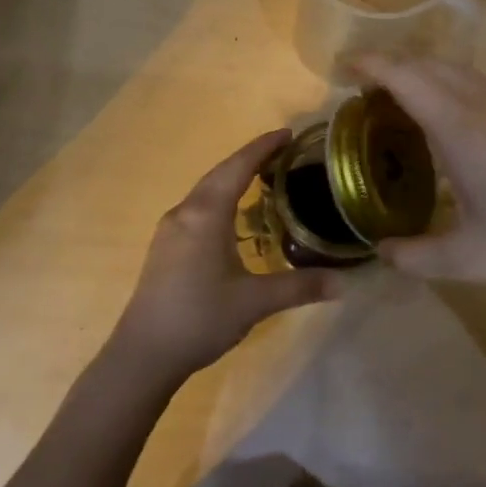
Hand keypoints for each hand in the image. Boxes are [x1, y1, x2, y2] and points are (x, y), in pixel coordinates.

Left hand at [108, 130, 336, 385]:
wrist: (143, 353)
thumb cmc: (200, 318)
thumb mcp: (254, 302)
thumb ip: (299, 287)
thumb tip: (342, 283)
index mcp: (206, 214)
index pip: (238, 167)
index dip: (263, 147)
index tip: (287, 133)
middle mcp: (185, 212)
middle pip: (220, 173)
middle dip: (250, 159)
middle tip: (282, 152)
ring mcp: (170, 229)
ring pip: (206, 191)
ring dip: (232, 179)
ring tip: (262, 179)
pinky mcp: (164, 247)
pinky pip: (197, 208)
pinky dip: (220, 199)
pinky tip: (233, 217)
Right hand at [353, 54, 485, 306]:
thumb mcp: (472, 261)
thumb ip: (417, 257)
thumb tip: (380, 253)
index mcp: (463, 130)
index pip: (407, 78)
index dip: (372, 66)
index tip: (343, 69)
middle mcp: (484, 105)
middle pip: (428, 65)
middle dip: (390, 66)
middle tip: (360, 92)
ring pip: (455, 70)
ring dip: (420, 72)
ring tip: (394, 102)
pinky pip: (474, 83)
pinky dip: (444, 84)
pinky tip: (442, 120)